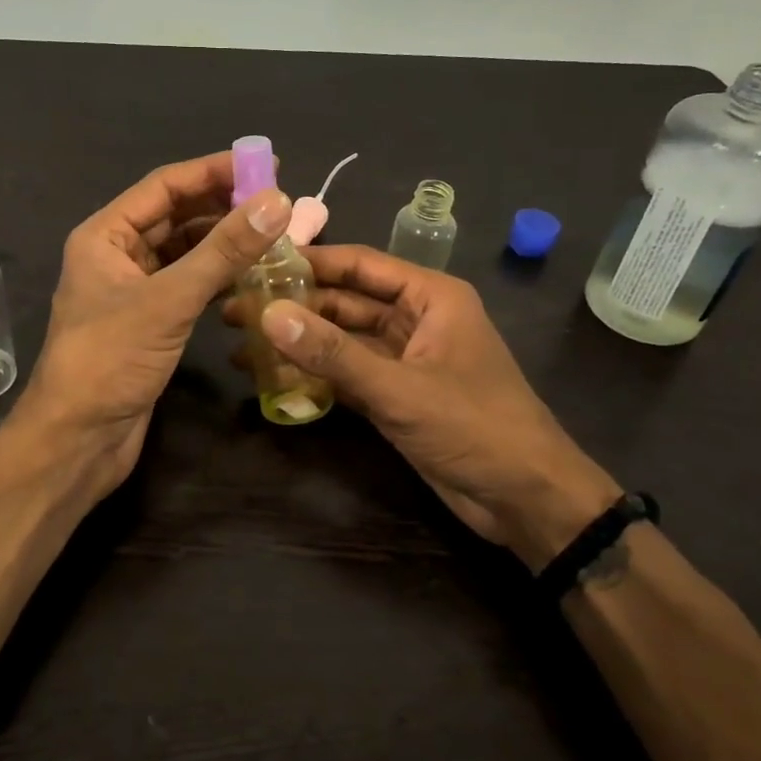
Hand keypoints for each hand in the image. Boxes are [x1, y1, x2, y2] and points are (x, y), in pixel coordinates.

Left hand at [19, 150, 292, 498]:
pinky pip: (188, 283)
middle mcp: (116, 254)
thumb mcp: (170, 299)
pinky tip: (251, 274)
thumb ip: (223, 250)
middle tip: (277, 202)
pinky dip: (217, 275)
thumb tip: (277, 201)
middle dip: (222, 205)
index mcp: (105, 235)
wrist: (79, 439)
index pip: (164, 186)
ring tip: (273, 234)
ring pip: (184, 251)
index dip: (214, 171)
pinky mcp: (149, 321)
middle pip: (175, 215)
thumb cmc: (111, 359)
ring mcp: (132, 289)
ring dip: (223, 242)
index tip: (266, 164)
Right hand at [240, 245, 618, 569]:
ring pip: (341, 340)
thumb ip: (334, 354)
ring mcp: (403, 359)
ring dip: (299, 343)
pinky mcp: (394, 395)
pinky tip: (273, 379)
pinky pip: (346, 374)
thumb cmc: (475, 427)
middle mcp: (415, 319)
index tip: (256, 263)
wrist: (525, 500)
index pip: (360, 264)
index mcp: (430, 297)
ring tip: (242, 346)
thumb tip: (269, 316)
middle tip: (235, 311)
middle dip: (294, 307)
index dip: (309, 261)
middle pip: (344, 302)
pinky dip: (314, 376)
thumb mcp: (401, 388)